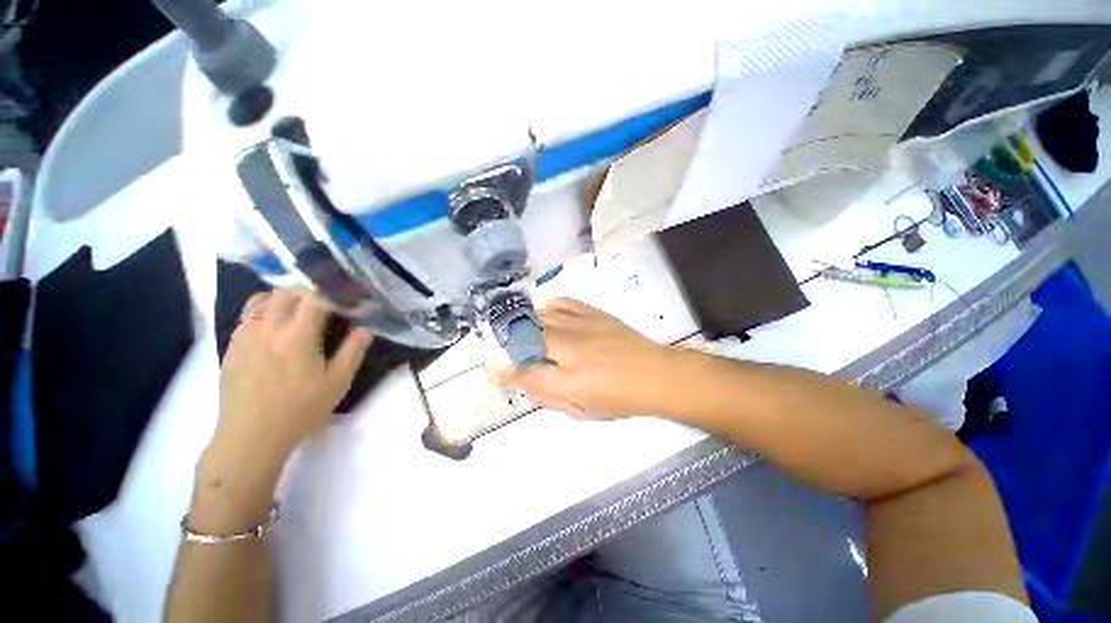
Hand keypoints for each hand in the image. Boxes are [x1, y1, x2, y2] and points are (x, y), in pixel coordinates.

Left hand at [216, 291, 372, 458]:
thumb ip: (353, 350)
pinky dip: (263, 312)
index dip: (334, 291)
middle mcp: (269, 328)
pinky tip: (274, 330)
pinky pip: (247, 316)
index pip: (316, 297)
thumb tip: (365, 327)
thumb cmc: (300, 409)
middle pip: (287, 292)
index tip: (347, 296)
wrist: (251, 436)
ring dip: (283, 299)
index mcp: (298, 335)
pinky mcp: (232, 347)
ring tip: (297, 312)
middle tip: (325, 305)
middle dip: (308, 292)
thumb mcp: (337, 382)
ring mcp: (245, 336)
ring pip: (262, 299)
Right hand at [500, 298, 672, 418]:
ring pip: (543, 317)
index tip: (497, 372)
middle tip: (512, 349)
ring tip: (527, 333)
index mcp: (572, 381)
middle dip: (514, 343)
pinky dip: (549, 307)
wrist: (657, 375)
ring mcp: (585, 327)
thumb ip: (550, 398)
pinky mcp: (595, 313)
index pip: (529, 373)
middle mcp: (574, 350)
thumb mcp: (584, 411)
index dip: (509, 373)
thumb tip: (524, 383)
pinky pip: (564, 302)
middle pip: (530, 337)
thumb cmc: (621, 400)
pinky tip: (548, 315)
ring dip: (529, 325)